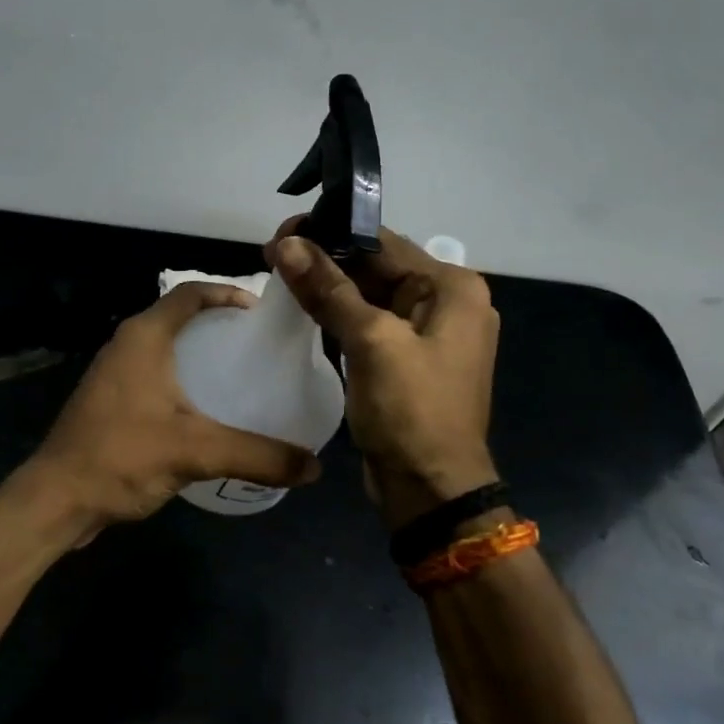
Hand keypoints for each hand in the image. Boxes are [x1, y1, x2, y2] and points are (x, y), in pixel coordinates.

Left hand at [26, 281, 321, 541]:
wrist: (55, 500)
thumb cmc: (121, 456)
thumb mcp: (197, 451)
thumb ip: (257, 455)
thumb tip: (314, 467)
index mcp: (144, 337)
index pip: (190, 293)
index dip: (226, 292)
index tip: (260, 310)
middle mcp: (126, 345)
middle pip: (178, 317)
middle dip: (217, 325)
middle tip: (257, 344)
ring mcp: (113, 374)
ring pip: (165, 349)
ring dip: (199, 354)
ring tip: (239, 374)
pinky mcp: (109, 402)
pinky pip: (154, 376)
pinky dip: (183, 381)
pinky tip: (205, 410)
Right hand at [267, 223, 498, 528]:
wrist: (431, 489)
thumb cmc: (411, 410)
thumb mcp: (371, 341)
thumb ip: (329, 289)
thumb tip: (286, 244)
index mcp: (451, 288)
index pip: (383, 243)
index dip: (331, 233)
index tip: (283, 233)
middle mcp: (445, 302)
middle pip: (376, 267)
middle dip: (326, 260)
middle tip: (272, 255)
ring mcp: (426, 334)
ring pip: (368, 295)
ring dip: (327, 287)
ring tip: (278, 275)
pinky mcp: (405, 360)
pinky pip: (368, 324)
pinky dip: (337, 316)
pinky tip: (301, 308)